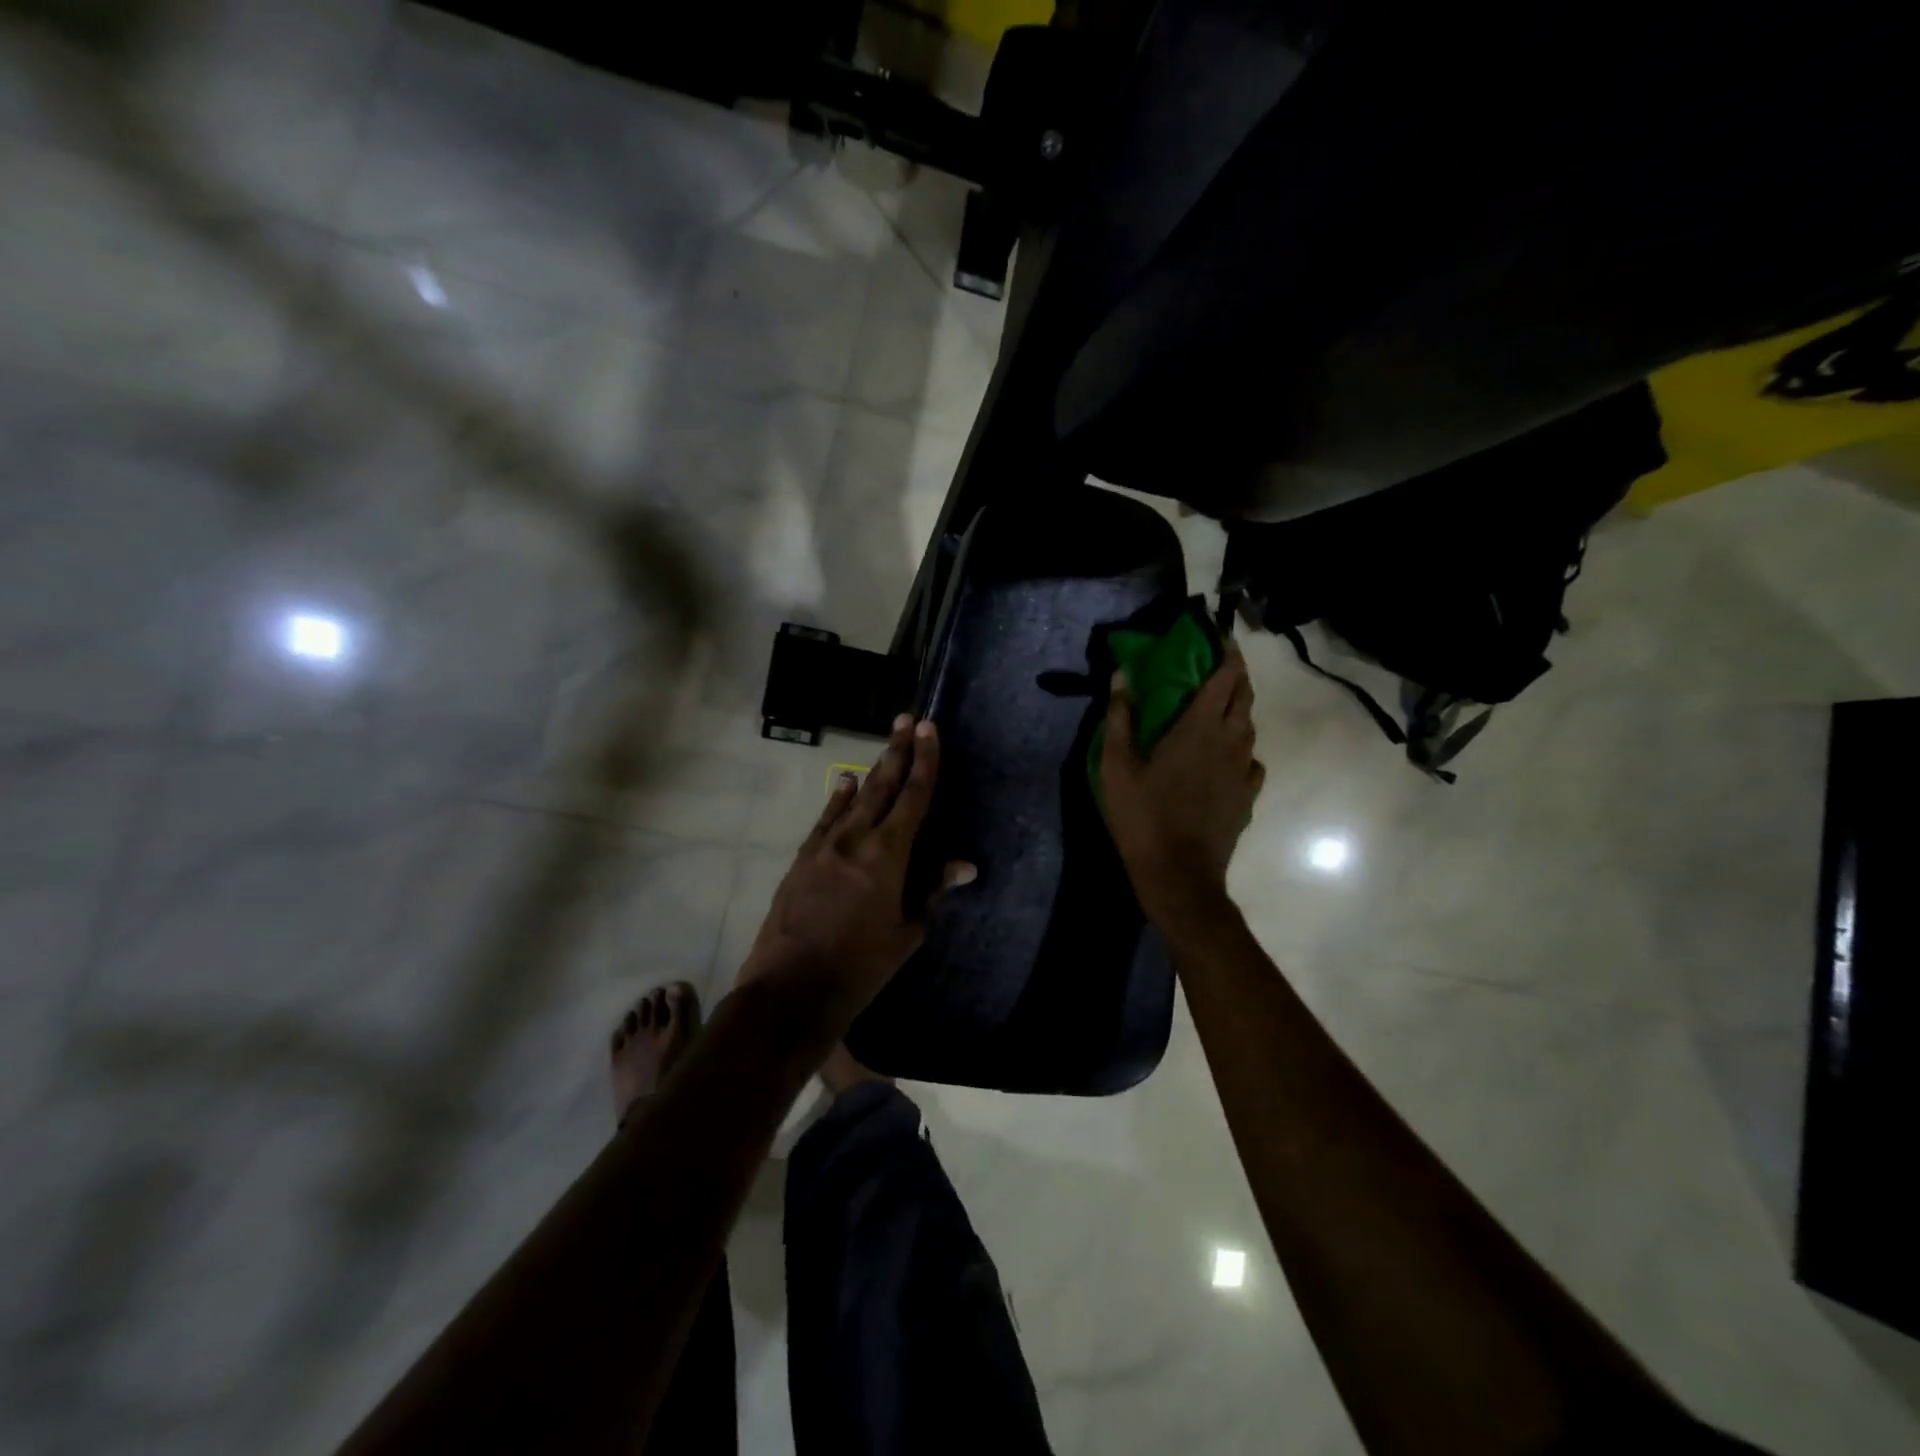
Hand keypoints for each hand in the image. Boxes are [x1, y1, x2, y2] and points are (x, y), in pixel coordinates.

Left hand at [744, 715, 973, 1020]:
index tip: (930, 730)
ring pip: (853, 797)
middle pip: (882, 785)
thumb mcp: (906, 932)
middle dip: (898, 750)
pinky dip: (838, 798)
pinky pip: (825, 819)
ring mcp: (824, 846)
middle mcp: (855, 838)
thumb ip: (931, 890)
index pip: (913, 797)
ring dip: (872, 769)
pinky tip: (844, 782)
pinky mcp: (802, 859)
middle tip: (908, 719)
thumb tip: (965, 865)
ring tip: (886, 744)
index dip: (925, 761)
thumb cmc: (860, 966)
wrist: (790, 989)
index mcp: (888, 854)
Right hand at [1101, 641, 1263, 929]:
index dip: (1225, 653)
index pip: (1224, 677)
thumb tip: (1122, 675)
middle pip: (1244, 696)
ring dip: (1237, 710)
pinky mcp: (1247, 796)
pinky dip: (1240, 748)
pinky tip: (1225, 757)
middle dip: (1236, 674)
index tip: (1218, 636)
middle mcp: (1230, 742)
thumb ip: (1120, 717)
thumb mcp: (1116, 766)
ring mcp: (1243, 771)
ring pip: (1249, 727)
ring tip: (1217, 708)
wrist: (1178, 874)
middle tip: (1218, 665)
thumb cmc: (1142, 816)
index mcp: (1199, 728)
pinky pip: (1250, 760)